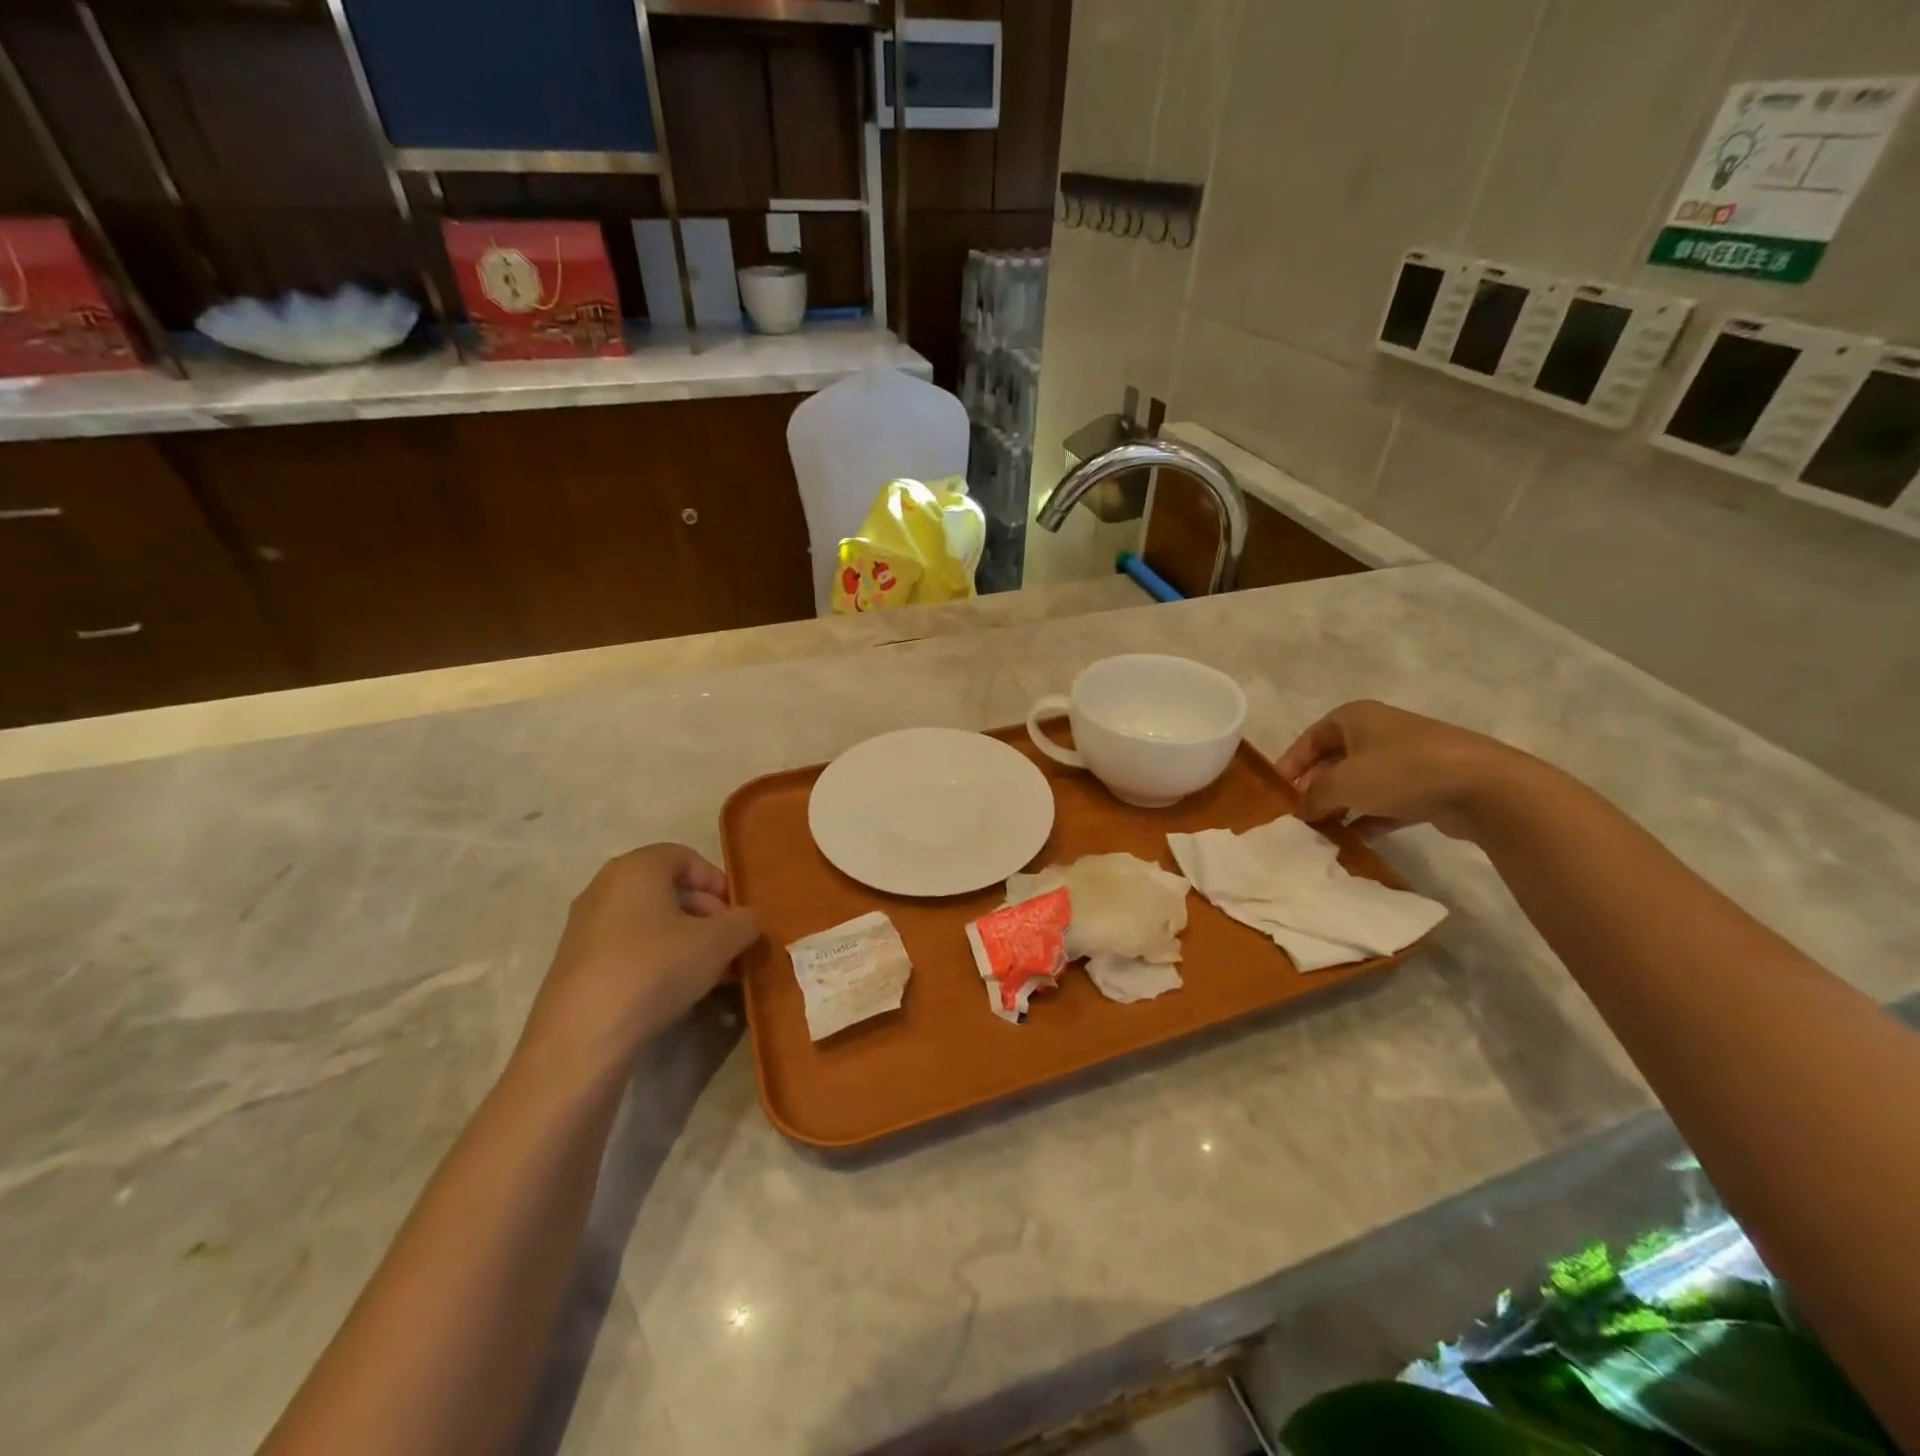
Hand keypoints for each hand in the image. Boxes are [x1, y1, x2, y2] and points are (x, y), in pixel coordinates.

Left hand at [516, 845, 760, 1082]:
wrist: (583, 1039)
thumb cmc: (656, 969)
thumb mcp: (719, 942)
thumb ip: (745, 922)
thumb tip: (751, 921)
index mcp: (636, 868)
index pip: (685, 857)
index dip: (718, 882)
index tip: (738, 914)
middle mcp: (604, 888)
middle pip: (668, 890)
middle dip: (707, 915)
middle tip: (731, 946)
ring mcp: (585, 928)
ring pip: (650, 923)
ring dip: (687, 941)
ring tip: (713, 973)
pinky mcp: (576, 966)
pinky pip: (629, 949)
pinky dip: (659, 960)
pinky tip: (679, 991)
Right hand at [1276, 700, 1537, 840]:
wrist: (1484, 787)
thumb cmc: (1400, 772)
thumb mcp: (1342, 783)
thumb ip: (1313, 796)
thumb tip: (1301, 809)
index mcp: (1355, 717)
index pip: (1309, 738)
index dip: (1290, 764)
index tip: (1277, 793)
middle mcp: (1379, 731)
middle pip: (1334, 761)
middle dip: (1316, 788)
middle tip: (1299, 816)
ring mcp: (1407, 758)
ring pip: (1361, 783)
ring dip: (1342, 807)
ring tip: (1323, 833)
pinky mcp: (1428, 784)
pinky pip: (1387, 801)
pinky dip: (1370, 818)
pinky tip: (1356, 842)